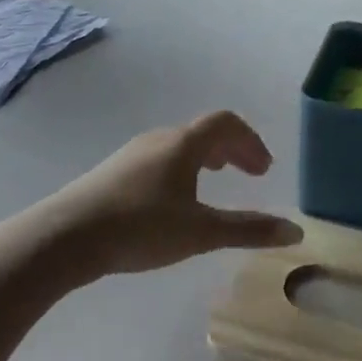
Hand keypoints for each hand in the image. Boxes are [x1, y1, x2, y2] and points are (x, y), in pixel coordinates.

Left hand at [34, 111, 301, 280]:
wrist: (65, 236)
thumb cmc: (140, 228)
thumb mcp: (200, 233)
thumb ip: (248, 230)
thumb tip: (296, 230)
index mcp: (184, 144)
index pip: (226, 123)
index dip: (251, 141)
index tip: (263, 169)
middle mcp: (160, 139)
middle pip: (204, 131)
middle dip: (233, 149)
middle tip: (250, 174)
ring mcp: (133, 153)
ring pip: (180, 144)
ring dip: (206, 157)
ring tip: (216, 180)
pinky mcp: (113, 172)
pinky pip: (160, 157)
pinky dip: (182, 167)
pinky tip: (174, 199)